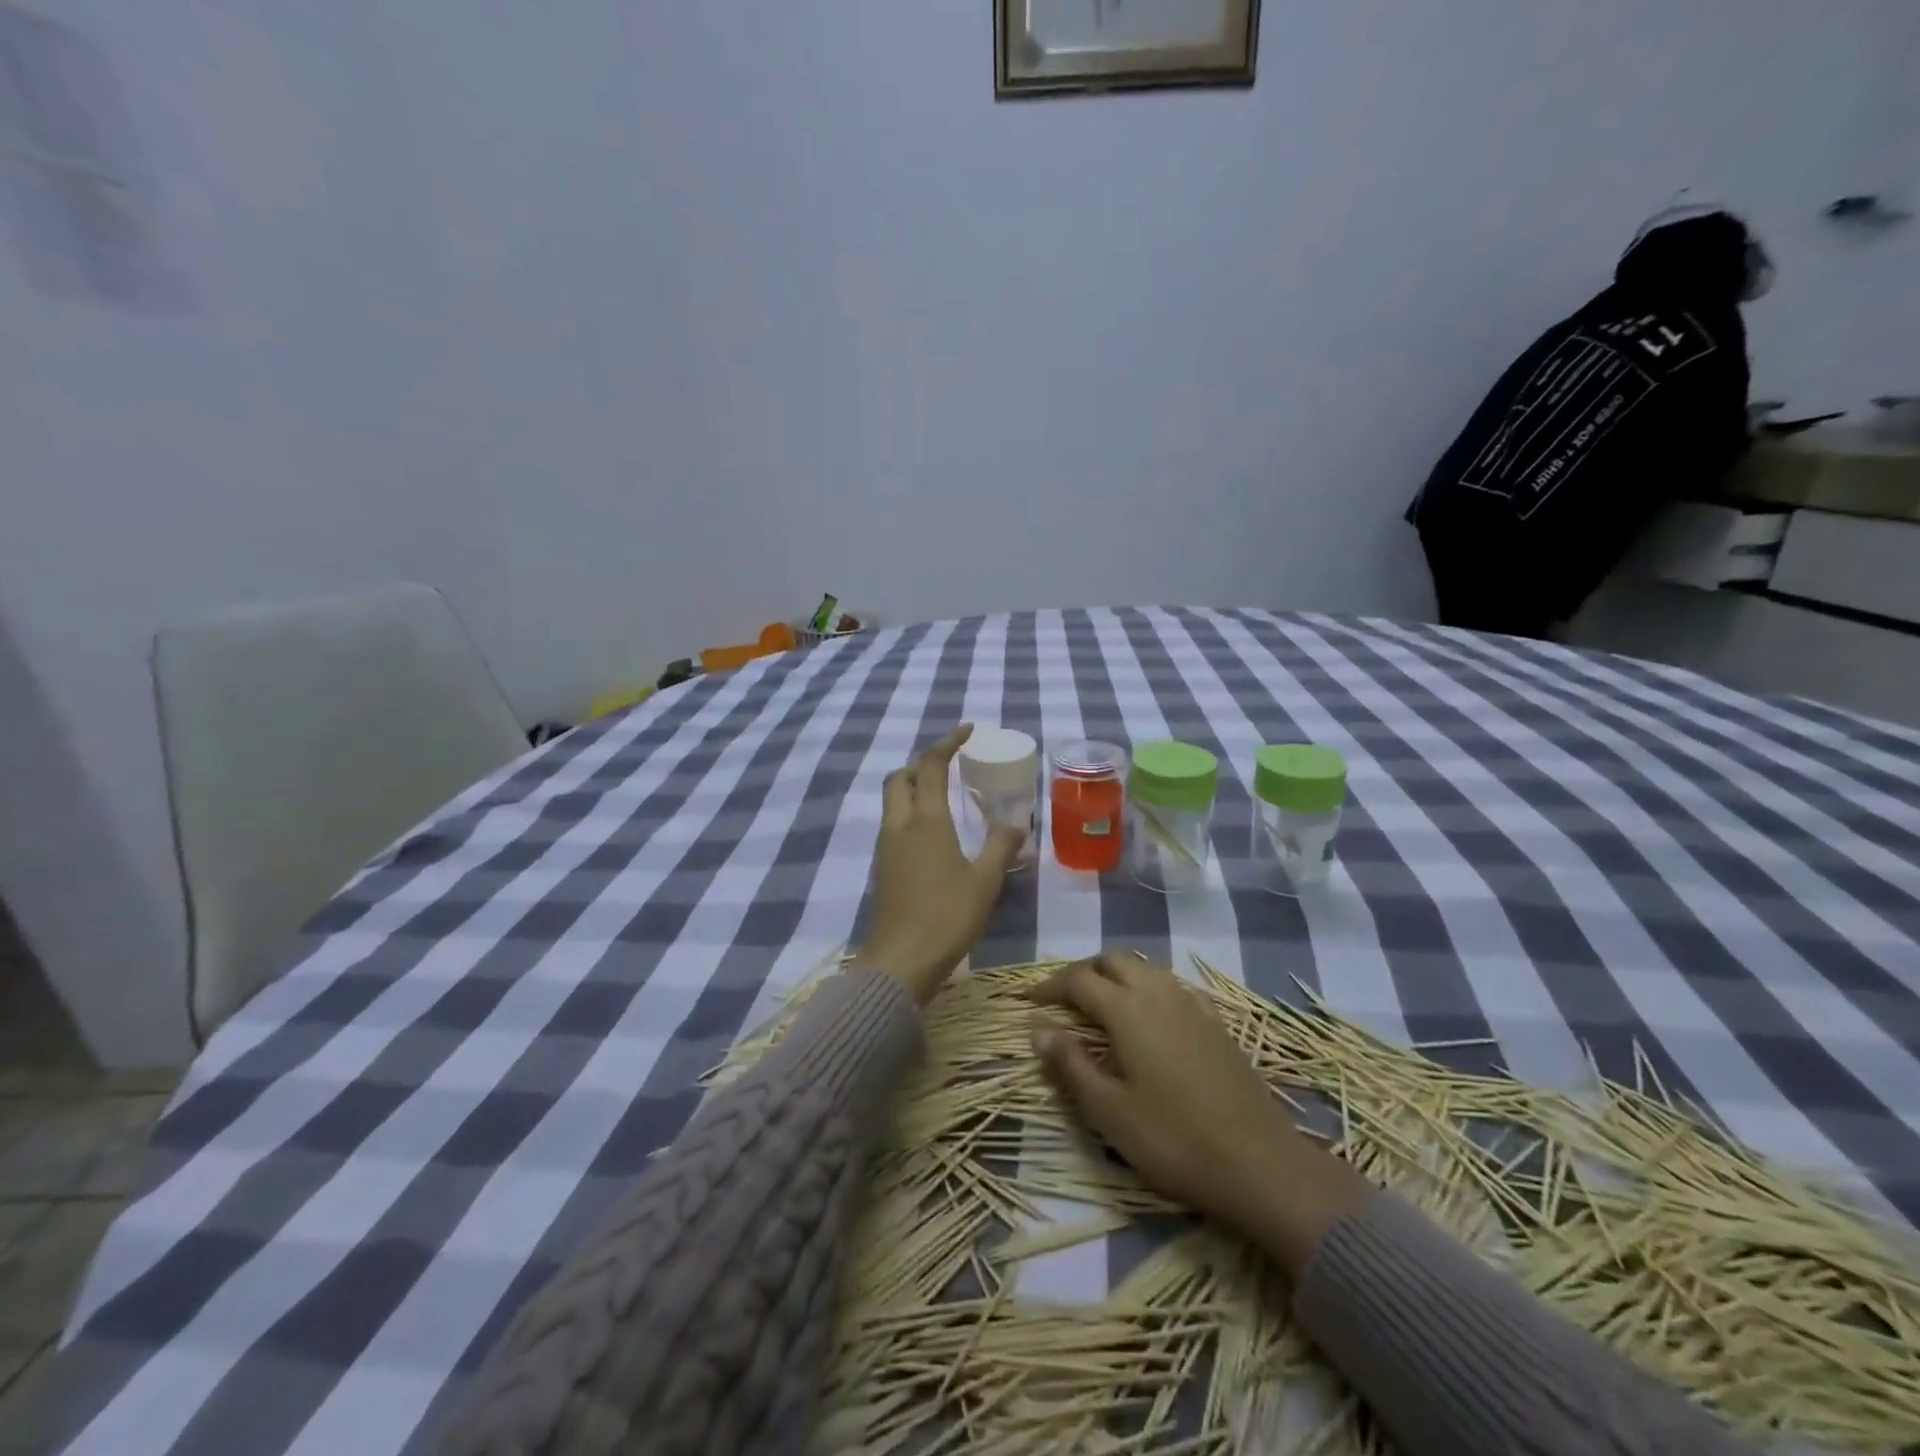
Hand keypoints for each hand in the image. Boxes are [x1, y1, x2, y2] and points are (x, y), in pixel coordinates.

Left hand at [860, 725, 1025, 1003]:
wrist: (900, 962)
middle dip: (923, 763)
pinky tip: (933, 833)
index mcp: (926, 821)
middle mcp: (900, 825)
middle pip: (901, 777)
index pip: (931, 766)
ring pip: (893, 801)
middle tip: (950, 765)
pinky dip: (910, 812)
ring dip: (914, 787)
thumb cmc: (947, 917)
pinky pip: (893, 824)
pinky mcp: (883, 868)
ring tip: (945, 795)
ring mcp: (886, 847)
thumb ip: (1001, 847)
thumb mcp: (985, 882)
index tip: (967, 730)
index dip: (947, 743)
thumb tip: (1016, 823)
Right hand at [1030, 953, 1369, 1274]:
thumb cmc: (1174, 1140)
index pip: (1078, 979)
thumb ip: (1071, 1064)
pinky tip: (1145, 1019)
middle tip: (1061, 1000)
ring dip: (1114, 975)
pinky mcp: (1215, 1021)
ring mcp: (1191, 1004)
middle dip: (1082, 972)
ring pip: (1144, 968)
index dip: (1049, 986)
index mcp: (1128, 1009)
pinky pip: (1169, 985)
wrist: (1260, 1163)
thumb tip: (1039, 1030)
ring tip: (1097, 1006)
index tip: (1028, 1002)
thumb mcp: (1110, 1111)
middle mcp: (1159, 993)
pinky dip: (1144, 987)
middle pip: (1112, 960)